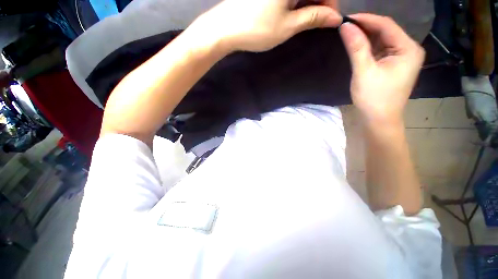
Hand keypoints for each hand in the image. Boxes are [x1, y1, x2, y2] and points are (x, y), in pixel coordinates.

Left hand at [189, 0, 341, 52]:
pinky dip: (295, 2)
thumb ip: (313, 18)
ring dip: (307, 3)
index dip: (330, 3)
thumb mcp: (288, 26)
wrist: (225, 29)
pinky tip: (293, 13)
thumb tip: (334, 18)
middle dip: (319, 3)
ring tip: (304, 21)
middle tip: (318, 22)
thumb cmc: (257, 29)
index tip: (331, 20)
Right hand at [339, 14, 424, 124]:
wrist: (379, 119)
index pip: (386, 25)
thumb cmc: (373, 98)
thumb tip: (345, 26)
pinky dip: (368, 47)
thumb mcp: (363, 71)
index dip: (366, 19)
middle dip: (365, 28)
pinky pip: (380, 50)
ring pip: (382, 40)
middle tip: (345, 26)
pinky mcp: (393, 65)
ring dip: (365, 37)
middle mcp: (409, 49)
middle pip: (386, 31)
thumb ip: (356, 47)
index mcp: (408, 48)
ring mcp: (402, 58)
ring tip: (348, 34)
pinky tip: (357, 46)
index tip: (346, 18)